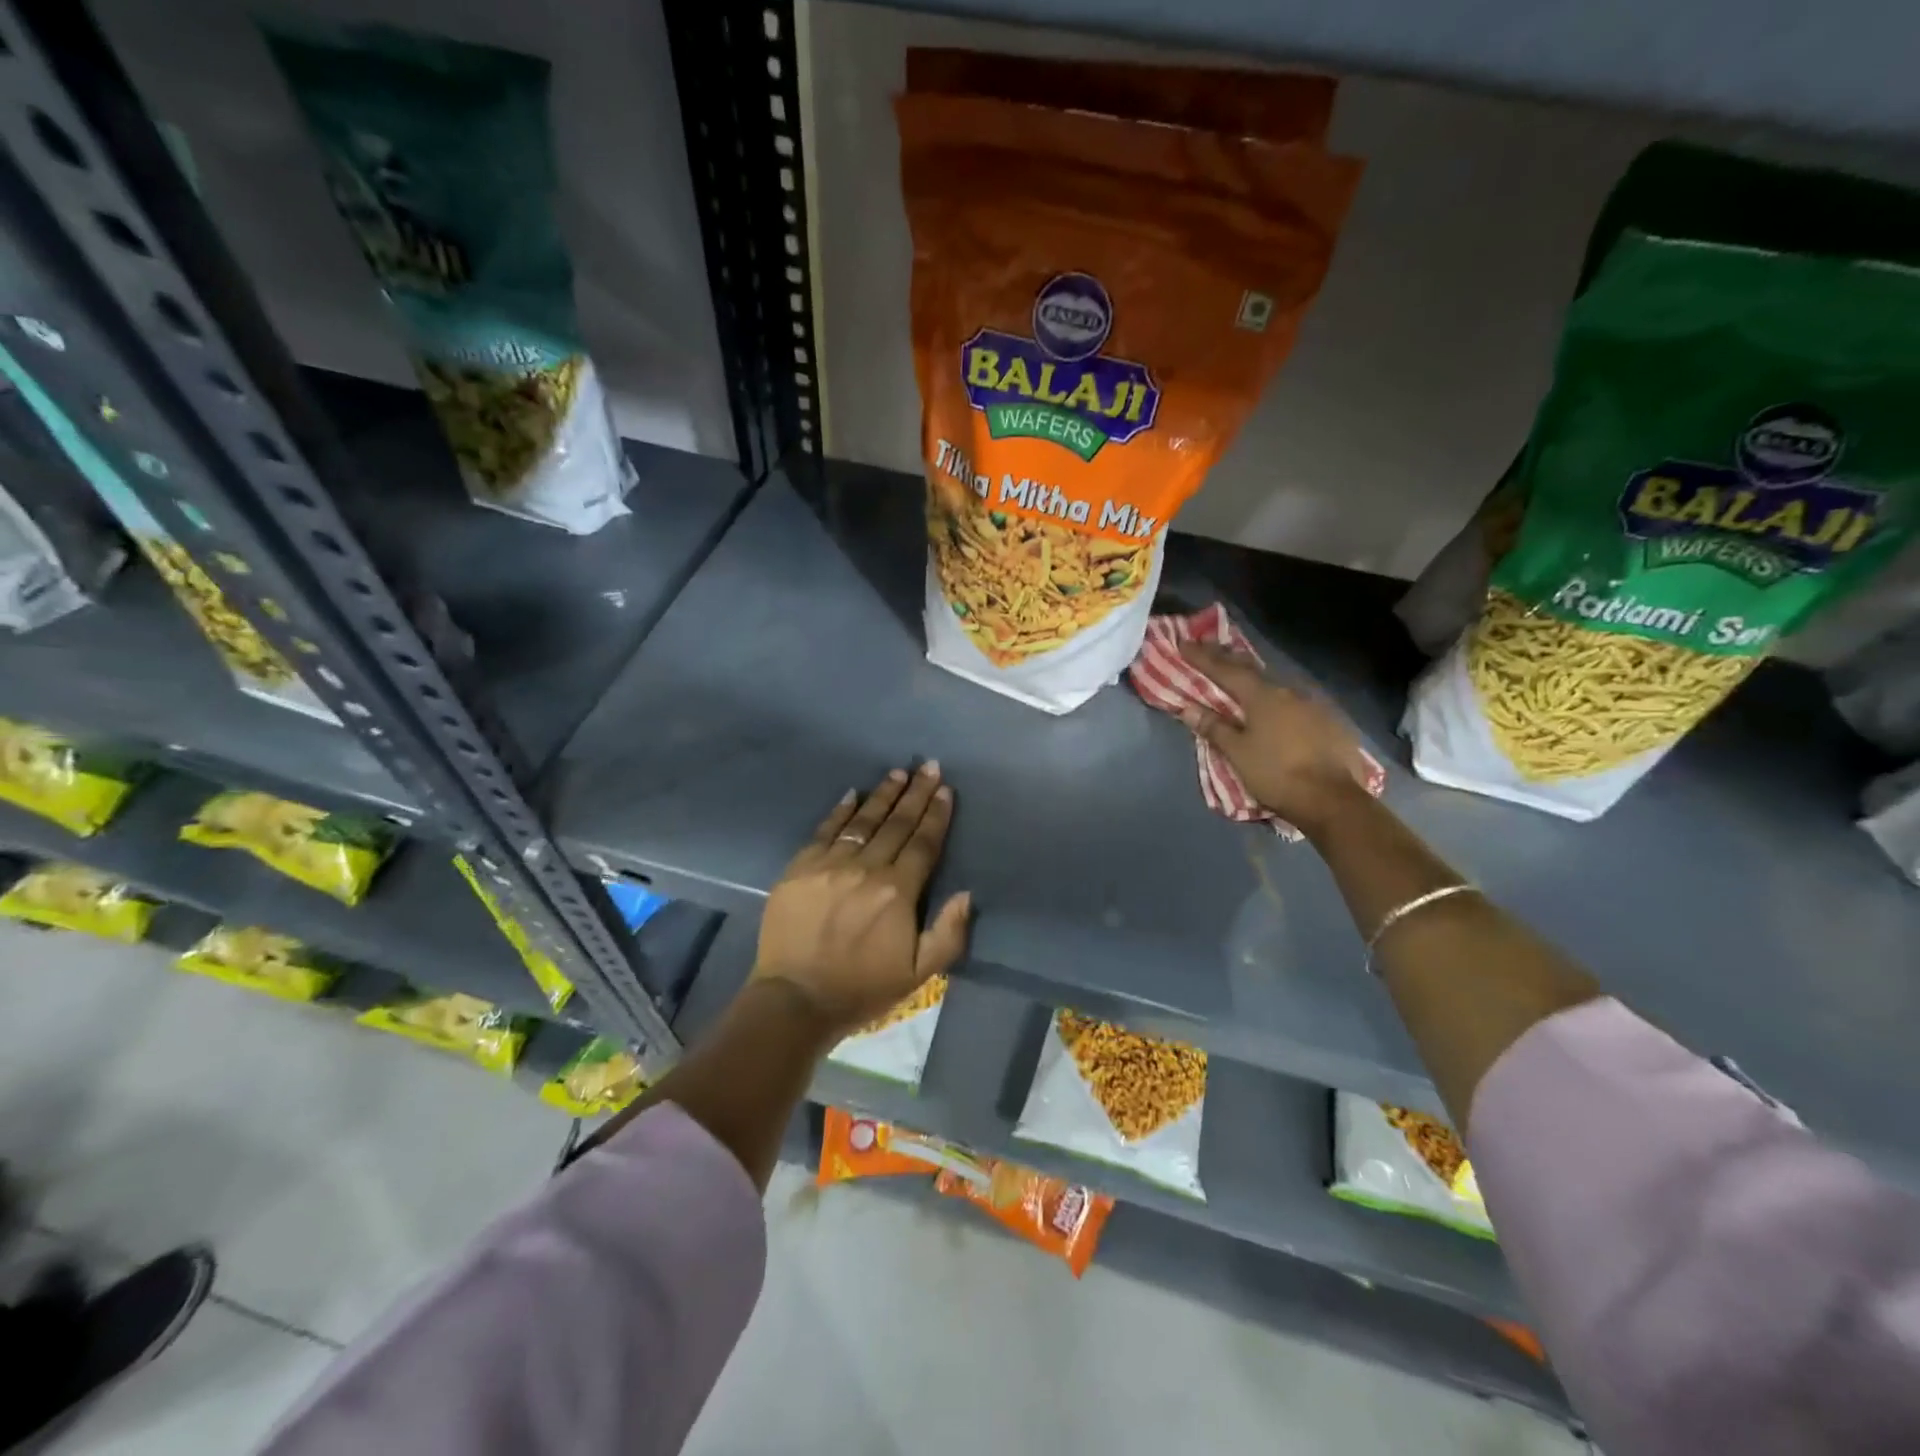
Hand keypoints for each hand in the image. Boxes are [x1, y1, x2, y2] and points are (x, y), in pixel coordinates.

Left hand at [751, 763, 971, 1038]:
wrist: (795, 1000)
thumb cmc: (863, 988)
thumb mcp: (919, 973)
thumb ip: (948, 933)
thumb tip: (966, 894)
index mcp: (898, 892)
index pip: (923, 843)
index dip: (936, 815)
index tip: (945, 789)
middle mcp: (866, 869)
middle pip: (896, 824)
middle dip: (915, 794)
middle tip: (928, 766)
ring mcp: (829, 865)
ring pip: (863, 821)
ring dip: (883, 795)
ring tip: (898, 774)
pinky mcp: (800, 868)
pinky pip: (825, 831)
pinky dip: (841, 811)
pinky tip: (853, 794)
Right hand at [1176, 641, 1375, 834]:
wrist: (1332, 801)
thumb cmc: (1276, 774)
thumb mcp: (1238, 753)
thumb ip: (1214, 728)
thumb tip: (1187, 708)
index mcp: (1263, 696)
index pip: (1226, 670)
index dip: (1202, 657)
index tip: (1184, 643)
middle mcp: (1290, 692)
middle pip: (1253, 672)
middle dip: (1229, 661)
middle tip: (1211, 650)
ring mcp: (1314, 706)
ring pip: (1278, 687)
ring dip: (1257, 682)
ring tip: (1242, 681)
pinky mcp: (1331, 723)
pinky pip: (1297, 704)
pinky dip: (1279, 703)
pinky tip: (1276, 710)